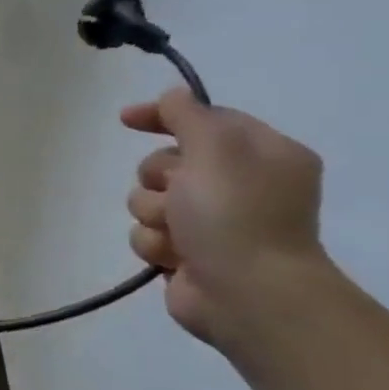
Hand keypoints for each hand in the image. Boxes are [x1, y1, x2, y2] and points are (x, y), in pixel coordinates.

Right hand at [121, 88, 328, 345]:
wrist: (247, 293)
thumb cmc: (236, 214)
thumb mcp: (215, 148)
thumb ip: (189, 116)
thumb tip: (173, 96)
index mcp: (261, 154)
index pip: (205, 120)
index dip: (165, 116)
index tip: (126, 119)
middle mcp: (238, 185)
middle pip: (167, 162)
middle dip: (158, 177)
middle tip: (176, 193)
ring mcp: (212, 222)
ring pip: (149, 200)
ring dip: (153, 213)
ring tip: (176, 232)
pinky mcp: (187, 253)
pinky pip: (148, 234)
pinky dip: (155, 243)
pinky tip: (173, 256)